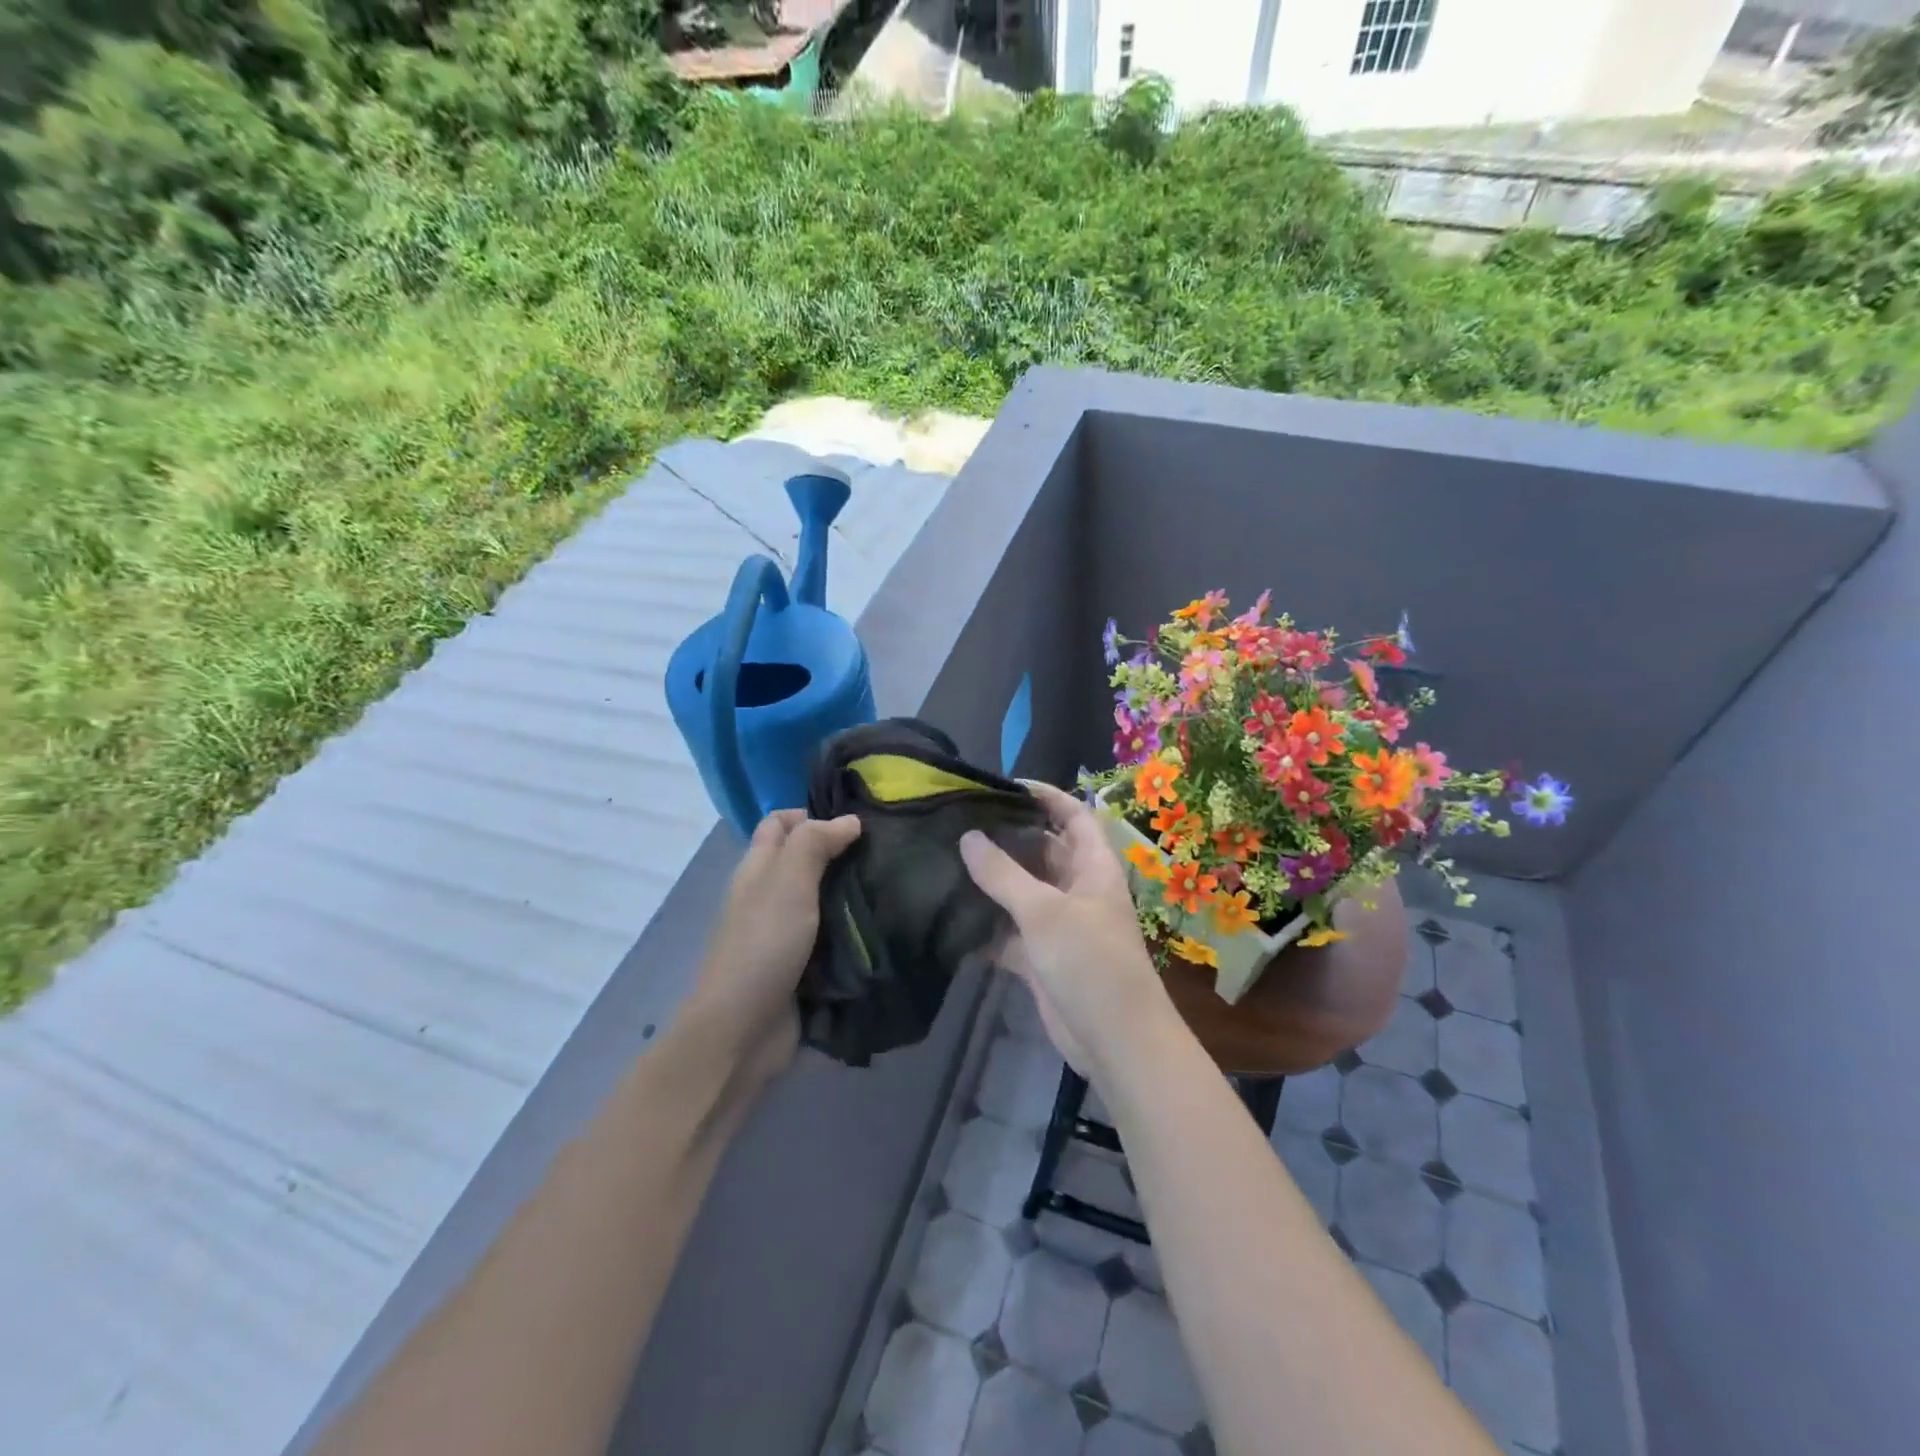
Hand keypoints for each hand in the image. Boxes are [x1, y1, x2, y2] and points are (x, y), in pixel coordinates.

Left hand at [689, 809, 861, 1085]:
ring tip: (892, 886)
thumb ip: (814, 844)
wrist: (743, 1030)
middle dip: (839, 853)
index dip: (811, 814)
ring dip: (850, 893)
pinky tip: (881, 927)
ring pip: (820, 899)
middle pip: (802, 860)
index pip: (779, 823)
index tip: (855, 822)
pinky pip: (829, 937)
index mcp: (757, 869)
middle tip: (884, 854)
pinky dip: (850, 930)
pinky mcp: (800, 966)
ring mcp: (782, 933)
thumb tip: (848, 819)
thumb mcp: (788, 882)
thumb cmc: (763, 945)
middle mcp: (767, 896)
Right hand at [960, 782, 1170, 1079]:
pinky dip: (984, 925)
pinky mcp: (1041, 957)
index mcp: (1092, 867)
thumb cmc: (1090, 962)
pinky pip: (1008, 931)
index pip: (1073, 816)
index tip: (1004, 785)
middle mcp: (1077, 889)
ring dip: (990, 881)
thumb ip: (1003, 874)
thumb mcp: (1045, 911)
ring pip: (1021, 891)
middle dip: (1007, 836)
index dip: (1046, 795)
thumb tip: (967, 837)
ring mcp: (1059, 925)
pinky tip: (949, 916)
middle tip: (959, 821)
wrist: (1115, 1042)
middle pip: (1042, 850)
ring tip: (945, 859)